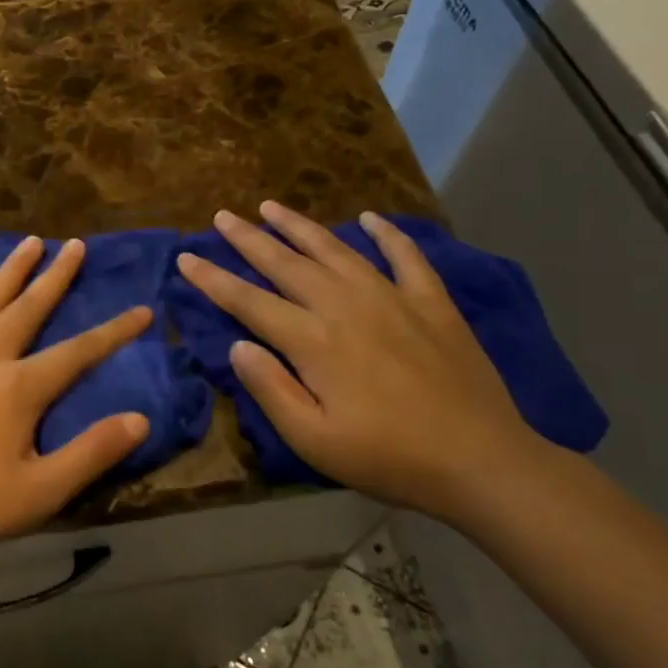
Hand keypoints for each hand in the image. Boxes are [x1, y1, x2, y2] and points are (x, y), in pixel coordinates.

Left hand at [0, 236, 151, 578]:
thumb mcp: (40, 493)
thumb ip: (91, 453)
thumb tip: (140, 420)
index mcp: (18, 387)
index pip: (78, 351)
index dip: (114, 331)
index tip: (142, 310)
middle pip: (28, 307)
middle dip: (56, 275)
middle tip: (74, 244)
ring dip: (10, 270)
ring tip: (29, 243)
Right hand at [176, 204, 543, 518]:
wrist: (481, 461)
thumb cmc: (387, 457)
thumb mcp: (313, 439)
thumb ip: (270, 388)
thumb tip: (236, 345)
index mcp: (313, 341)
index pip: (249, 302)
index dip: (213, 279)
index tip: (186, 258)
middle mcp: (345, 306)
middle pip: (286, 264)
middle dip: (249, 239)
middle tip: (222, 217)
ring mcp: (392, 298)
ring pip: (335, 250)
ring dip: (300, 226)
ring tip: (271, 206)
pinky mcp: (431, 303)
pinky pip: (405, 256)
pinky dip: (386, 234)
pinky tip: (368, 218)